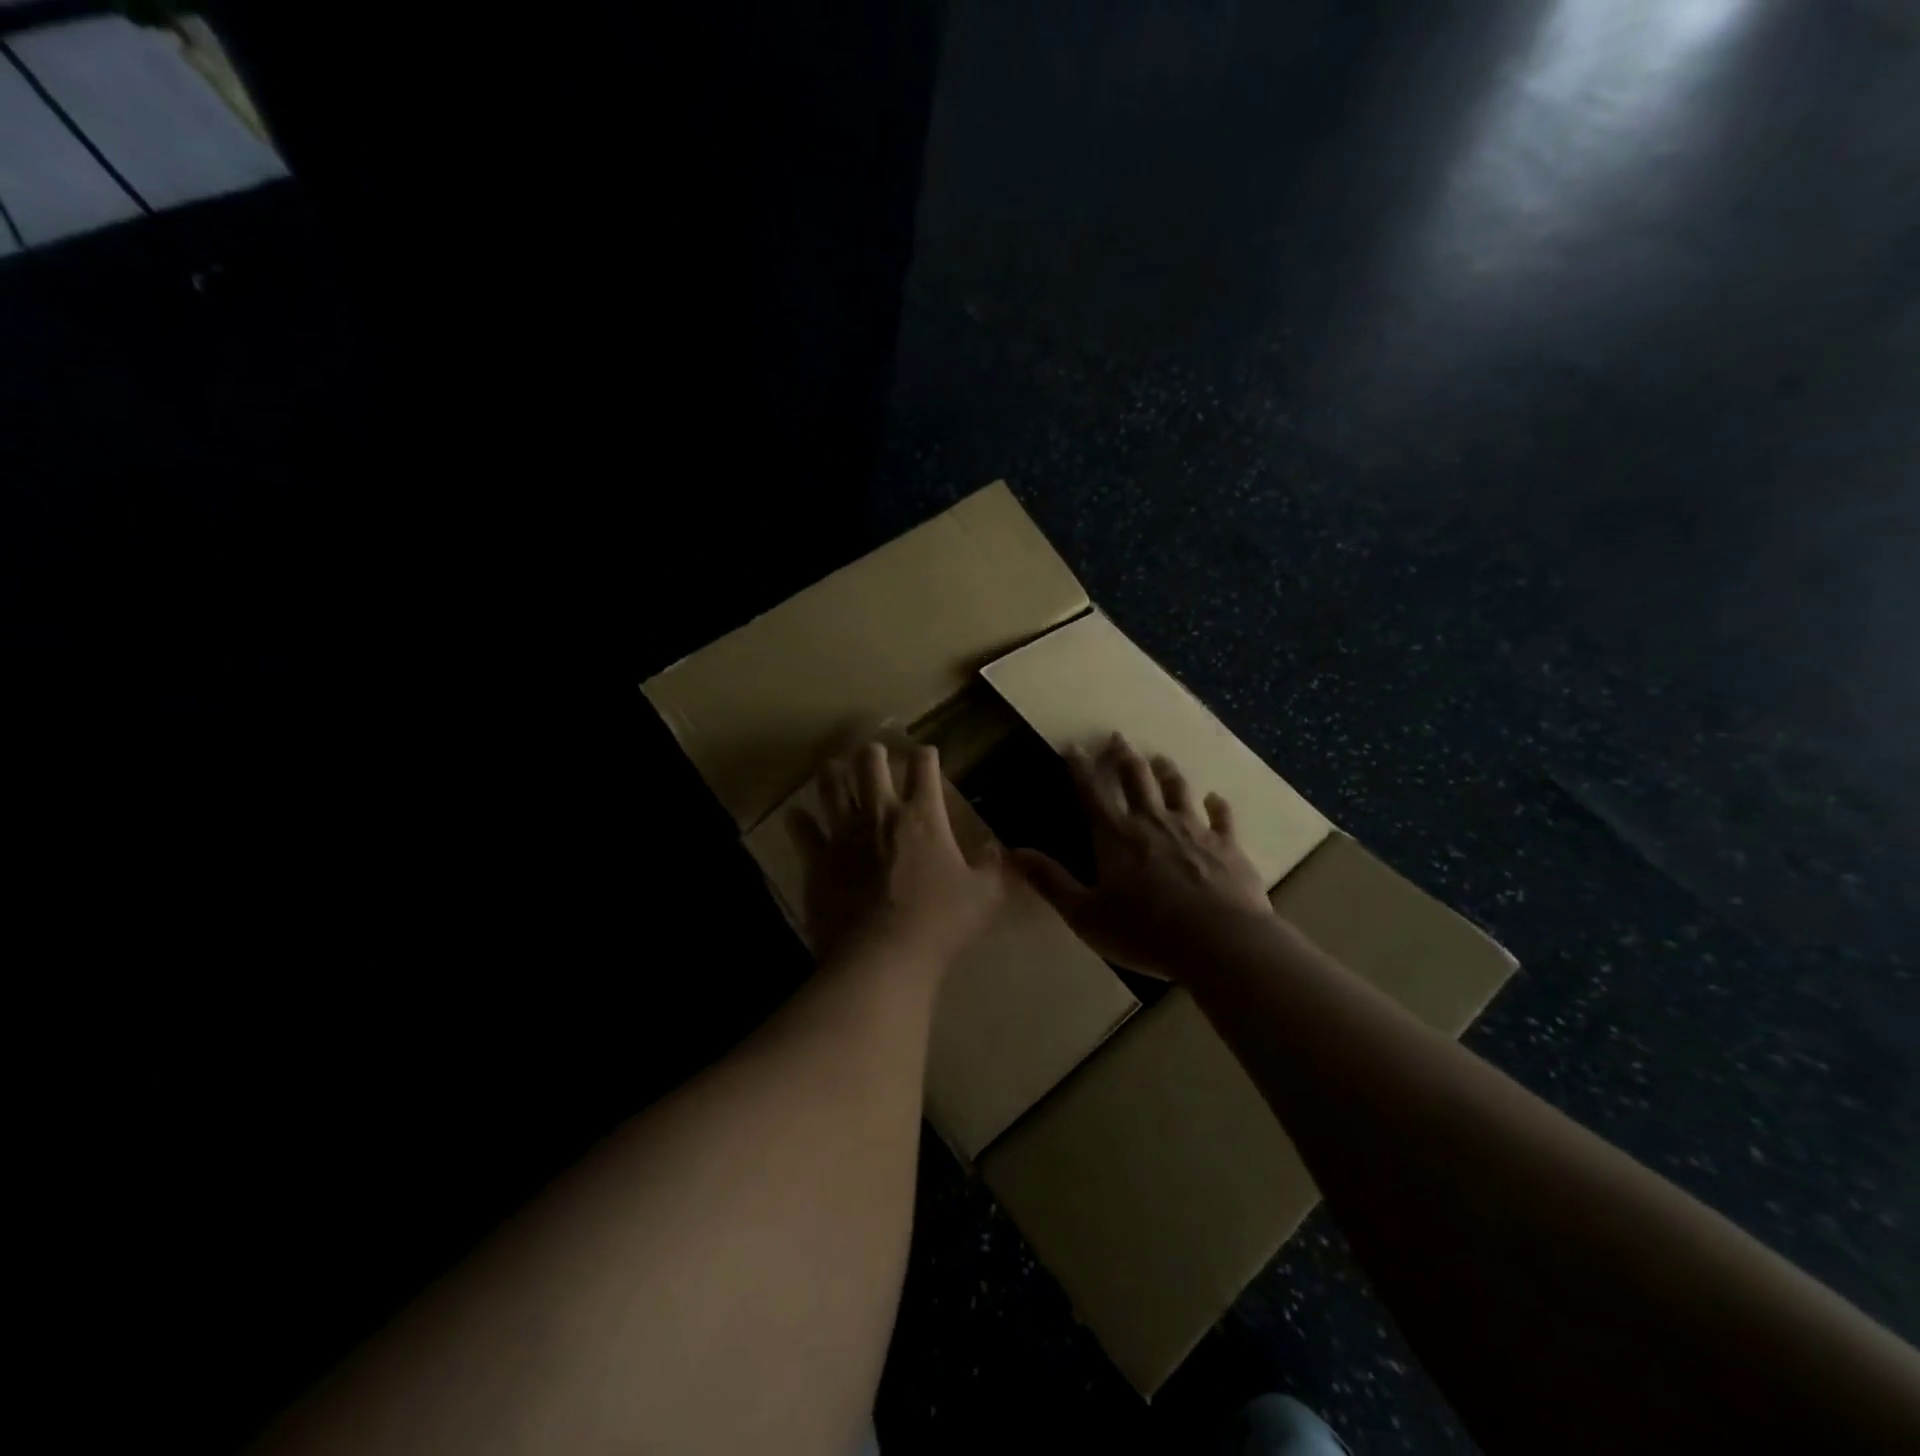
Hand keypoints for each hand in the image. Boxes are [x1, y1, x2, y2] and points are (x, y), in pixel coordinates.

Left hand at [788, 741, 1008, 969]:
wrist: (881, 957)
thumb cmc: (939, 923)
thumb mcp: (985, 896)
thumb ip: (994, 868)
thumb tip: (998, 848)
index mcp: (922, 816)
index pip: (924, 766)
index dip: (926, 755)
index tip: (927, 756)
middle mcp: (880, 813)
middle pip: (871, 763)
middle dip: (873, 752)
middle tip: (874, 755)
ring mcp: (843, 834)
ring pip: (831, 785)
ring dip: (833, 773)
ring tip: (834, 768)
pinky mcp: (817, 859)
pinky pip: (802, 829)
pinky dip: (799, 820)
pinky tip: (797, 816)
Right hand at [1014, 732, 1272, 979]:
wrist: (1222, 943)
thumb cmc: (1146, 932)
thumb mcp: (1086, 915)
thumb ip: (1051, 881)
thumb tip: (1014, 852)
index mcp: (1116, 836)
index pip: (1092, 791)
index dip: (1080, 767)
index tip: (1074, 746)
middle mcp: (1153, 822)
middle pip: (1137, 779)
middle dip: (1124, 757)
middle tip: (1118, 739)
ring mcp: (1194, 830)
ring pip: (1178, 790)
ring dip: (1167, 773)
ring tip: (1161, 759)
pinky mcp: (1227, 846)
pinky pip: (1222, 818)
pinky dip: (1217, 805)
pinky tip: (1216, 798)